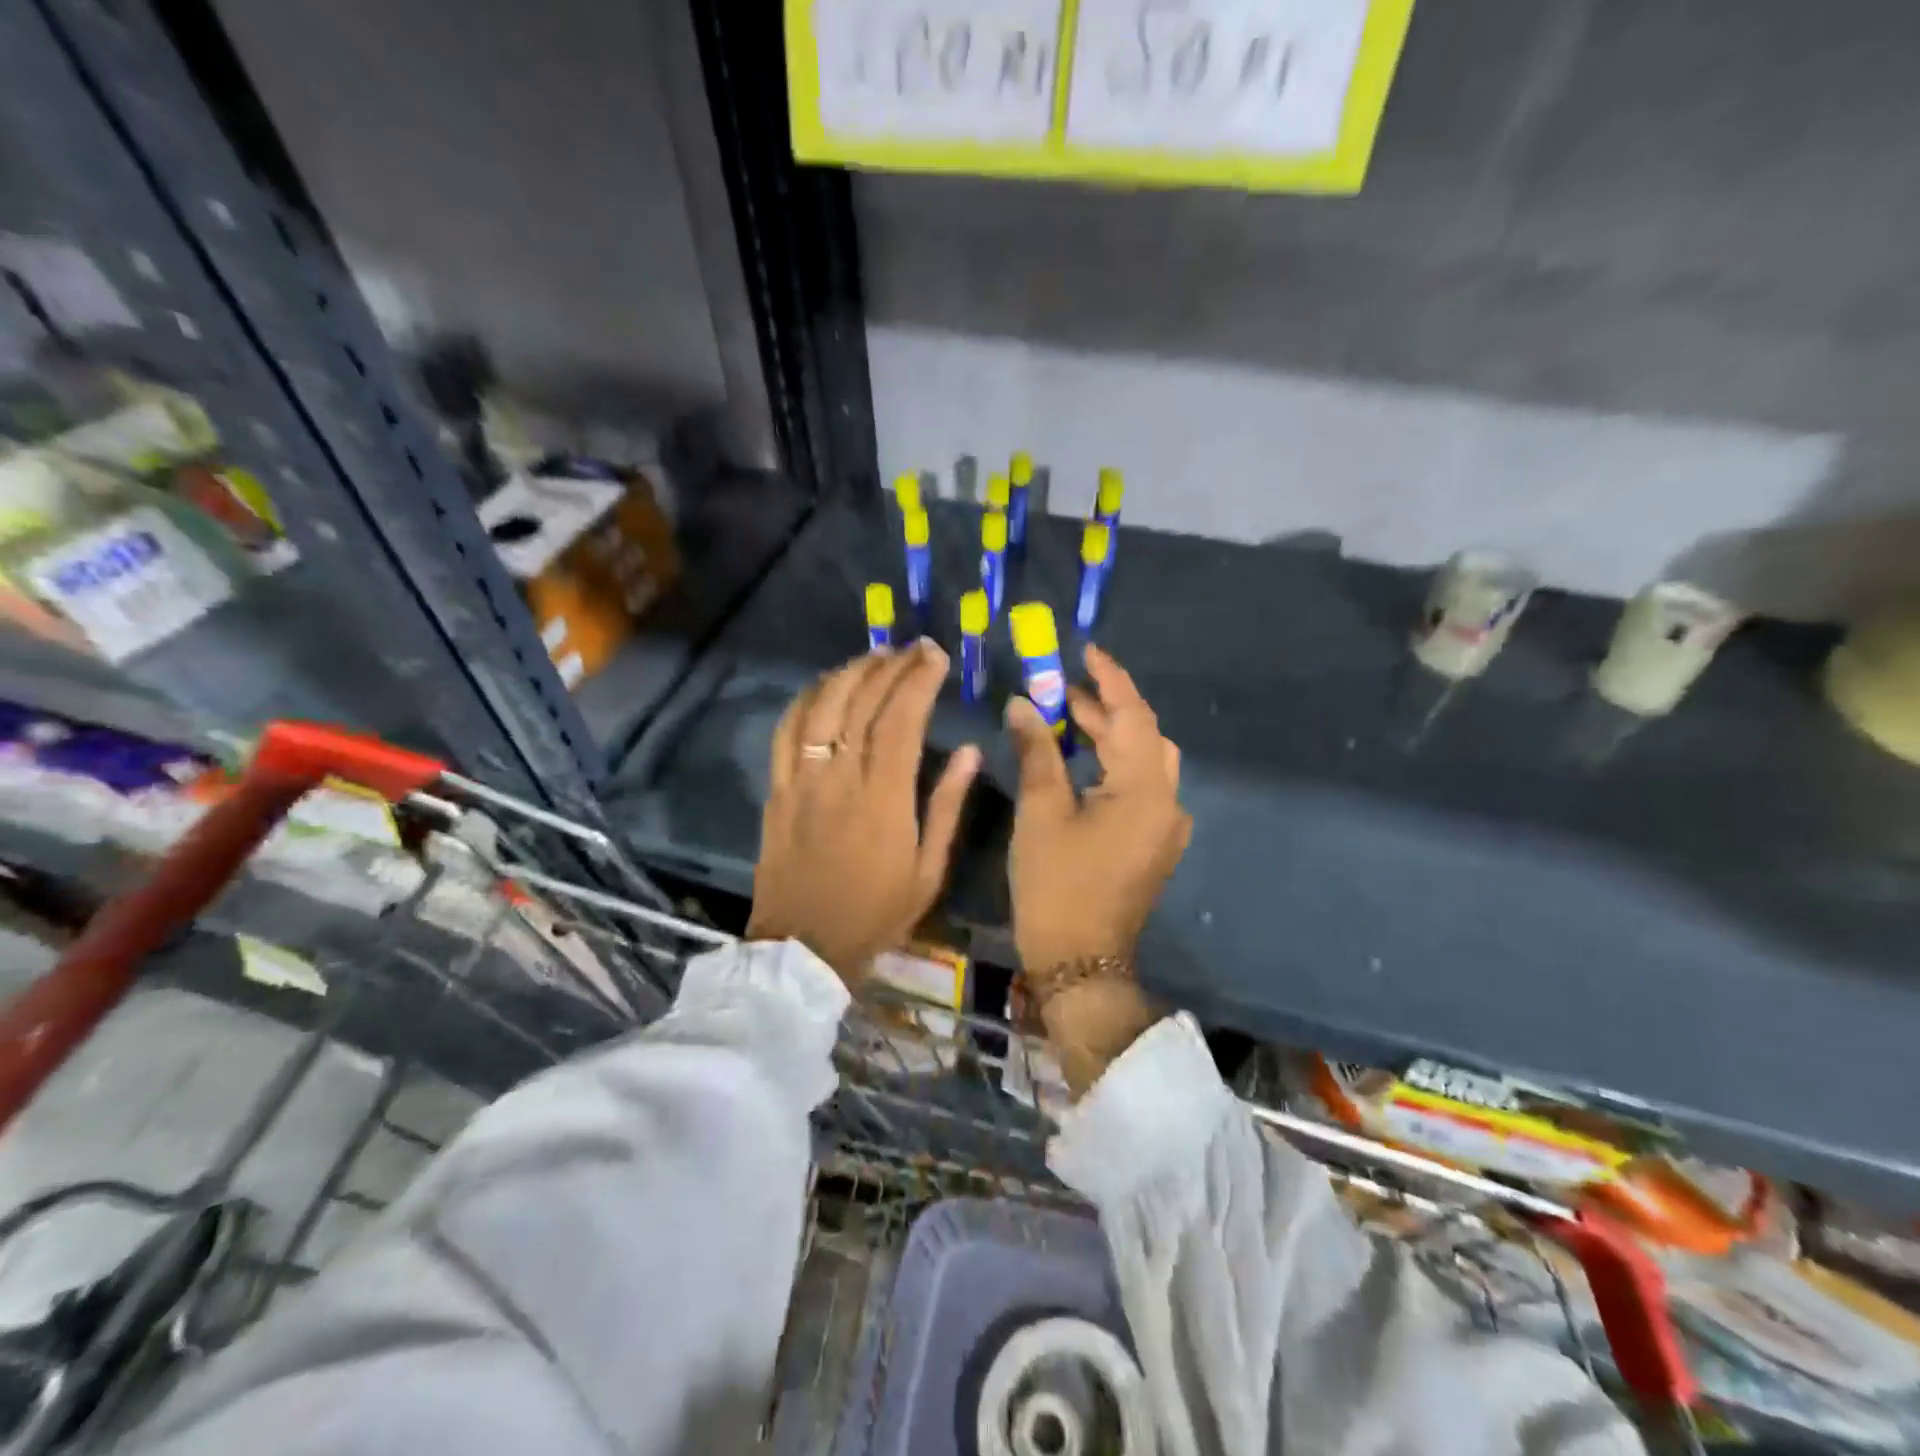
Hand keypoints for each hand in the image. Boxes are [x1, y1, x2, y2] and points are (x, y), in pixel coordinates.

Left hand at [747, 641, 979, 980]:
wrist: (804, 948)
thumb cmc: (875, 913)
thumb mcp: (928, 870)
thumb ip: (948, 806)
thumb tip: (969, 751)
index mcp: (884, 797)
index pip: (901, 719)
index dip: (918, 680)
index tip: (936, 656)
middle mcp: (840, 778)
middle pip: (861, 703)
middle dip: (890, 666)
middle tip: (911, 648)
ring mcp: (802, 781)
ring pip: (821, 708)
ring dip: (848, 673)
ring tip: (872, 656)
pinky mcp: (777, 791)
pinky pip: (786, 733)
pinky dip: (805, 700)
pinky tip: (823, 686)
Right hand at [1005, 644, 1190, 974]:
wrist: (1081, 961)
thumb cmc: (1056, 885)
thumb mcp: (1041, 811)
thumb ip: (1036, 750)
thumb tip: (1023, 704)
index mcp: (1144, 789)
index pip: (1133, 715)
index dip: (1110, 678)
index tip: (1086, 649)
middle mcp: (1167, 802)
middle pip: (1142, 736)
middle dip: (1104, 708)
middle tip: (1060, 689)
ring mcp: (1166, 826)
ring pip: (1144, 762)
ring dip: (1110, 736)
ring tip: (1067, 719)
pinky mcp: (1155, 844)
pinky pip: (1142, 788)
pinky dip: (1115, 765)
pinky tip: (1084, 764)